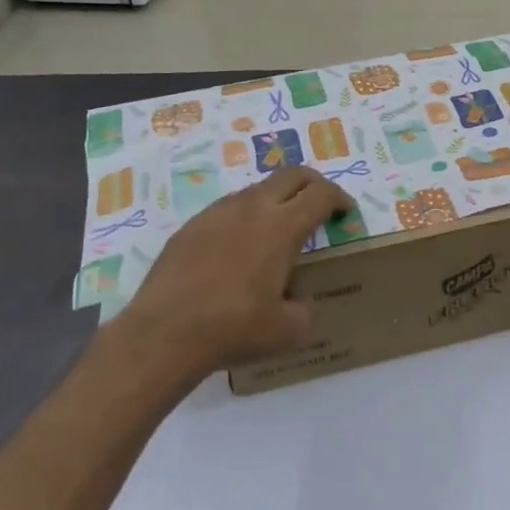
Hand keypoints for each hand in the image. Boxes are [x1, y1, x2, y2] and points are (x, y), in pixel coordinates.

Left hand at [107, 166, 351, 384]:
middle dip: (313, 184)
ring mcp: (217, 213)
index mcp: (282, 227)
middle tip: (320, 204)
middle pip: (291, 175)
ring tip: (278, 228)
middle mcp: (252, 208)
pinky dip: (245, 216)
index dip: (340, 198)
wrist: (163, 334)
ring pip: (257, 189)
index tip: (345, 211)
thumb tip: (299, 301)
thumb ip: (305, 309)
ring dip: (276, 199)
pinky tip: (238, 248)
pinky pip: (227, 209)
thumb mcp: (288, 331)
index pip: (321, 194)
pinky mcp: (190, 226)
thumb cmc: (234, 328)